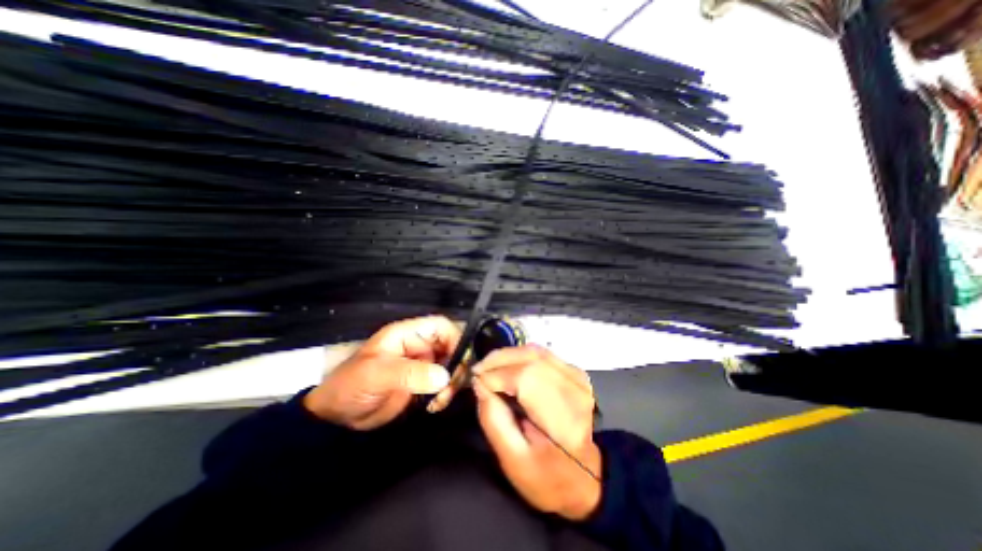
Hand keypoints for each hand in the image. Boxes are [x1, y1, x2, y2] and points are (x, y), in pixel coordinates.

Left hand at [303, 315, 459, 431]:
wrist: (336, 417)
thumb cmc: (351, 385)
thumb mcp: (378, 375)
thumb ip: (411, 373)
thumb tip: (445, 376)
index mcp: (408, 335)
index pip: (440, 326)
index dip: (455, 337)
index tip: (460, 360)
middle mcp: (419, 347)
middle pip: (451, 345)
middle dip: (457, 364)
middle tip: (452, 386)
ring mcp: (422, 365)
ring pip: (451, 365)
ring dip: (452, 382)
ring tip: (441, 400)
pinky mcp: (422, 383)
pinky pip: (444, 384)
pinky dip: (445, 394)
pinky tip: (436, 405)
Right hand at [472, 344, 601, 520]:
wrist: (584, 479)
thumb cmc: (546, 476)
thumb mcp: (512, 460)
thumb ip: (493, 419)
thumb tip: (479, 383)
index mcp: (563, 421)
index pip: (526, 379)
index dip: (497, 375)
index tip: (476, 381)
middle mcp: (575, 392)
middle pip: (531, 358)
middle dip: (499, 360)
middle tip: (478, 370)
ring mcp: (578, 378)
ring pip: (536, 351)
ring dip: (509, 355)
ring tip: (489, 368)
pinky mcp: (575, 372)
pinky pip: (542, 353)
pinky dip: (521, 356)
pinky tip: (508, 367)